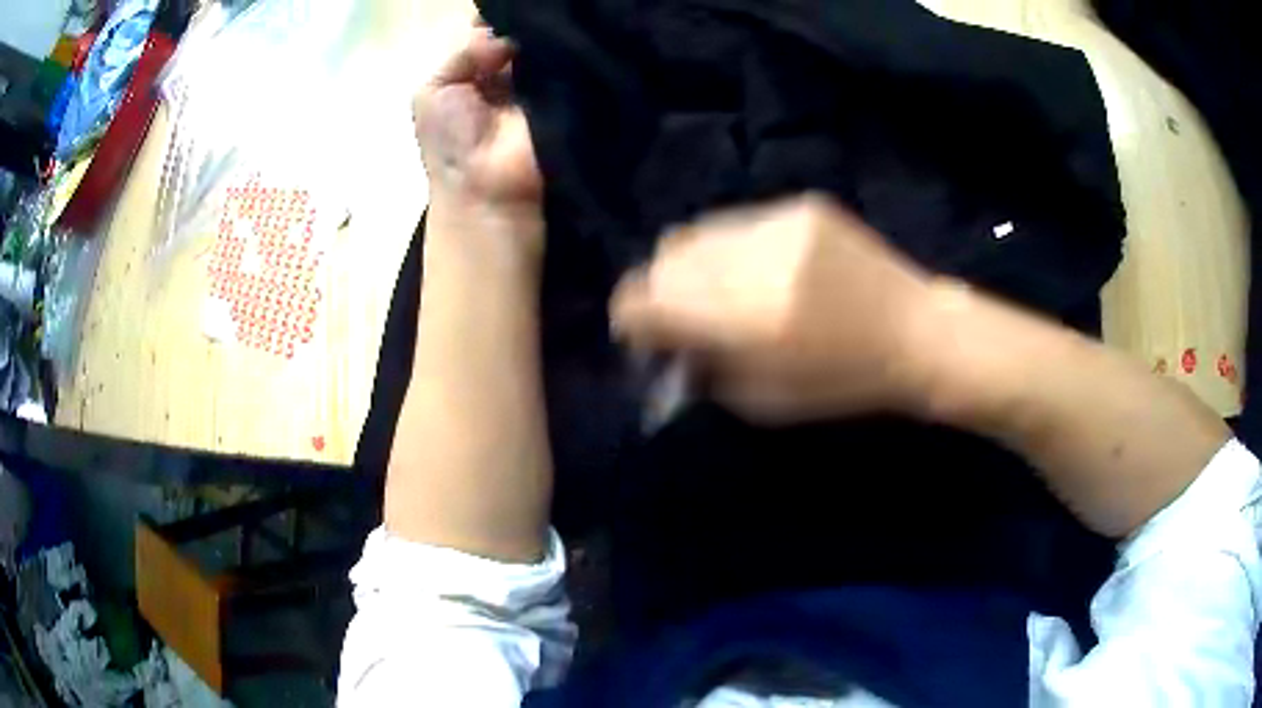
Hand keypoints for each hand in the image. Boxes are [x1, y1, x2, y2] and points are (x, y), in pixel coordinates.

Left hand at [413, 28, 543, 264]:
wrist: (487, 187)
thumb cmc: (450, 143)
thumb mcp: (433, 89)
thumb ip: (464, 52)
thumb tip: (504, 35)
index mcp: (471, 71)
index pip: (487, 30)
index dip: (496, 16)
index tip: (507, 3)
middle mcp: (505, 72)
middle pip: (517, 33)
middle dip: (521, 21)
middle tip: (533, 9)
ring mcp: (536, 83)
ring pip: (541, 44)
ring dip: (542, 33)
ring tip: (549, 17)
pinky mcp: (564, 95)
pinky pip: (565, 63)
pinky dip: (565, 48)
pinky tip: (565, 34)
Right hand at [611, 195, 937, 423]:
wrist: (916, 332)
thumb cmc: (844, 383)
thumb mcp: (764, 403)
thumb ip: (704, 369)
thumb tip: (667, 343)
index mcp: (746, 317)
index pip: (645, 297)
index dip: (630, 316)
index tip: (641, 334)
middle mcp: (755, 258)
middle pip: (665, 257)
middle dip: (659, 289)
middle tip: (678, 315)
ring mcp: (780, 222)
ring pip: (698, 232)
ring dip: (693, 265)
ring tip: (720, 291)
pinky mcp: (801, 205)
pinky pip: (740, 222)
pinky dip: (732, 249)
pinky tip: (763, 270)